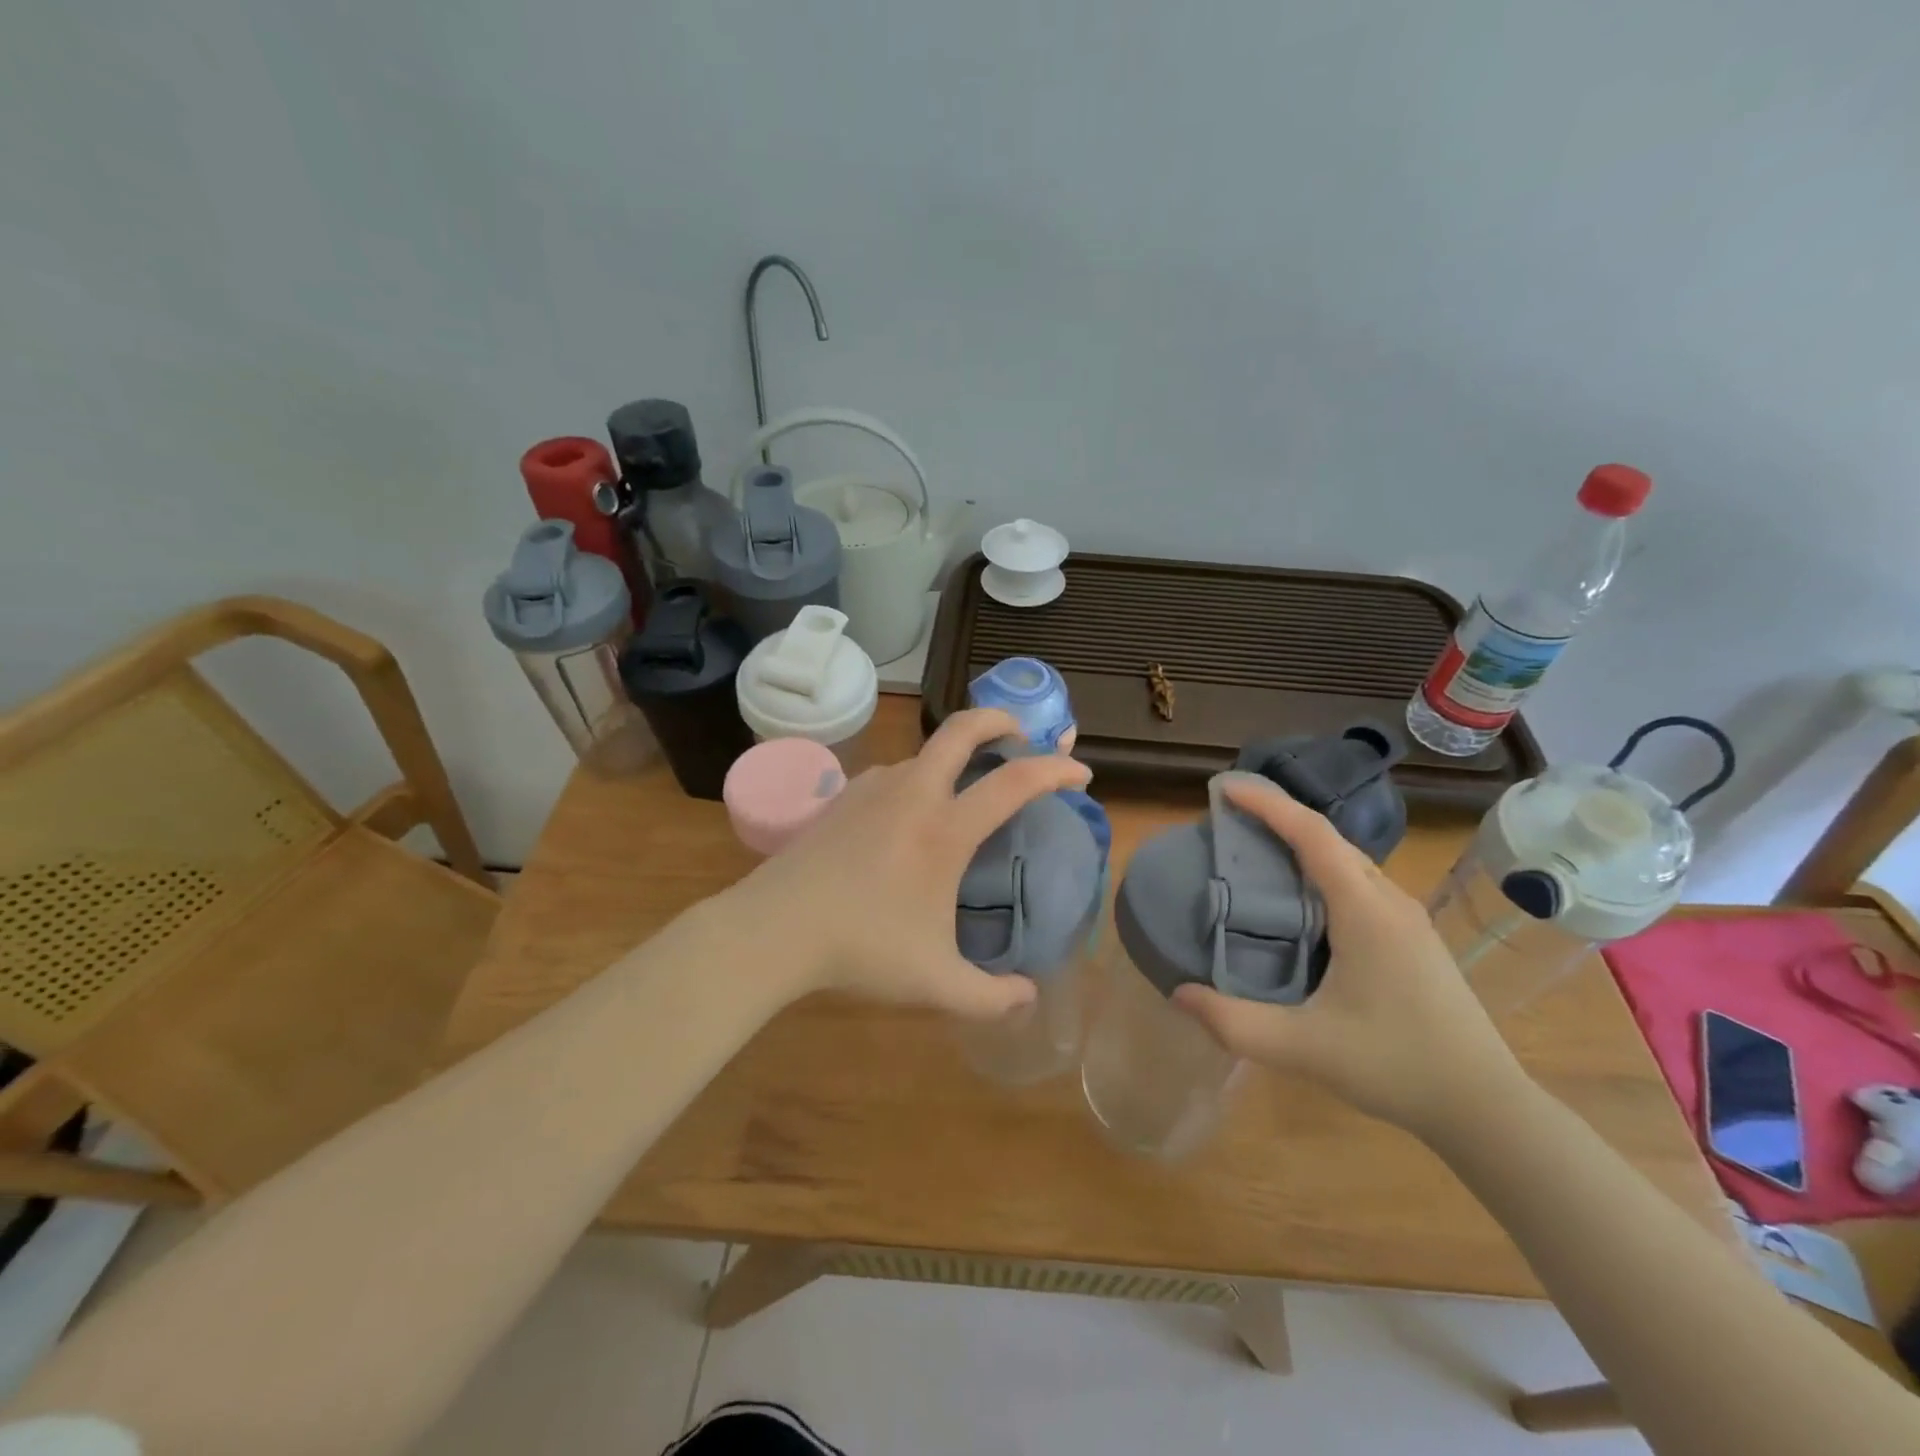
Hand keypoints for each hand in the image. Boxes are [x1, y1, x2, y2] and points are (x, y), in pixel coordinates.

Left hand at [716, 709, 1092, 1020]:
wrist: (773, 929)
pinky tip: (910, 815)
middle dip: (1001, 719)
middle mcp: (913, 793)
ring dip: (955, 755)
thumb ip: (991, 997)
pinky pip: (895, 774)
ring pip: (925, 752)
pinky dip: (919, 778)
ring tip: (966, 788)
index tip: (1080, 774)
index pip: (1015, 782)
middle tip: (1023, 734)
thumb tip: (1028, 998)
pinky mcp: (843, 796)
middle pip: (963, 729)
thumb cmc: (860, 950)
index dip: (1055, 771)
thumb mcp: (935, 983)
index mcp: (945, 829)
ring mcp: (873, 788)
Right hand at [1173, 777, 1530, 1140]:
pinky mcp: (1411, 938)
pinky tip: (1298, 900)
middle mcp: (1389, 901)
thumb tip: (1178, 994)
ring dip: (1300, 844)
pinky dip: (1319, 871)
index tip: (1225, 789)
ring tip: (1254, 849)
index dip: (1268, 804)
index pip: (1312, 835)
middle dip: (1278, 817)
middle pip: (1329, 839)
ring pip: (1346, 860)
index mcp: (1365, 911)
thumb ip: (1234, 1022)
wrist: (1486, 1107)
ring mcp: (1406, 919)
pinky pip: (1357, 883)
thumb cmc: (1396, 1067)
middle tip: (1228, 818)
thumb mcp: (1303, 1049)